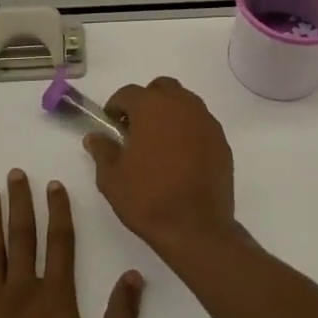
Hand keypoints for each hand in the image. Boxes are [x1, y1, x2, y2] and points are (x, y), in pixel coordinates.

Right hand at [85, 77, 238, 261]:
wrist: (195, 228)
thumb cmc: (147, 197)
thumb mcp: (111, 177)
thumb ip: (102, 150)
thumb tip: (95, 137)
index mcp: (151, 107)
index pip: (128, 93)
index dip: (116, 107)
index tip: (111, 126)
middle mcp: (181, 105)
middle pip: (161, 89)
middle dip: (147, 102)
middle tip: (136, 129)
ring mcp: (206, 122)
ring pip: (184, 103)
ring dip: (170, 114)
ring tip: (159, 143)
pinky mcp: (222, 141)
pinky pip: (201, 125)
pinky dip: (189, 131)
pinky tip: (181, 157)